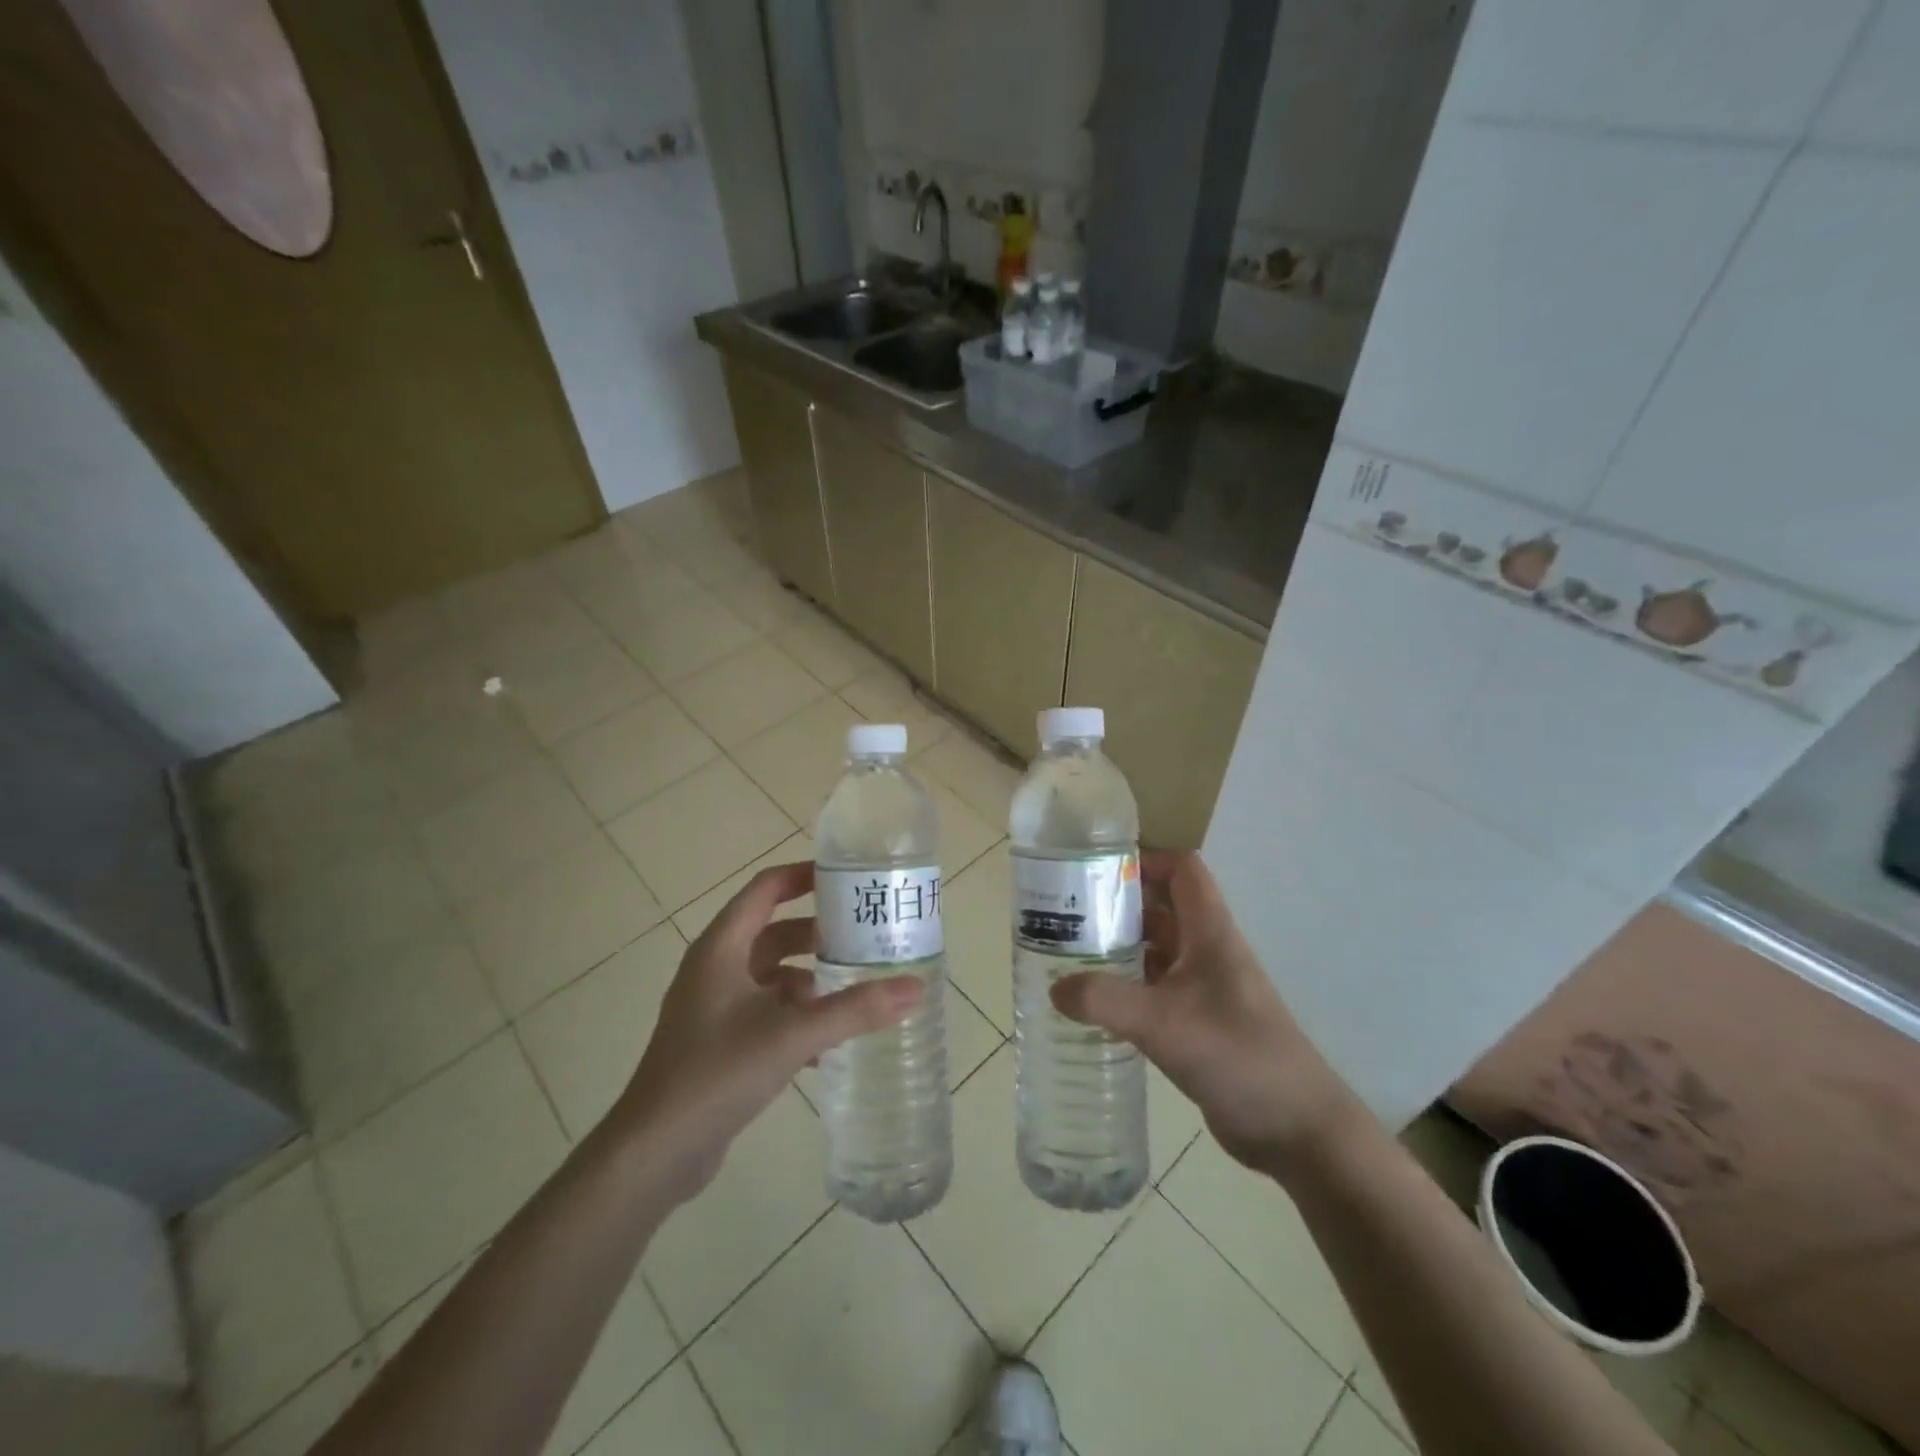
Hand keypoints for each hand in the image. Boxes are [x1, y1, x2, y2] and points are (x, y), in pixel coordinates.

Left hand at [607, 862, 922, 1199]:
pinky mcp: (719, 1041)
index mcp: (722, 947)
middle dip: (819, 933)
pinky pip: (767, 1011)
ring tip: (857, 988)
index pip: (766, 889)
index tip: (847, 878)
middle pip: (774, 932)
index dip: (804, 876)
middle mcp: (716, 967)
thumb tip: (915, 988)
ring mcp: (714, 1006)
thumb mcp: (793, 1034)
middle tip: (866, 936)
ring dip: (811, 978)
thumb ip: (855, 1010)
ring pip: (773, 975)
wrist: (655, 1151)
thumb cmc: (717, 1073)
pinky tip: (830, 1041)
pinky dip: (797, 1015)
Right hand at [1051, 850, 1362, 1175]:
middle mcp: (1207, 951)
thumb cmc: (1237, 1056)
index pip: (1181, 870)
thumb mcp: (1164, 1023)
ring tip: (1070, 952)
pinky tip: (1095, 1002)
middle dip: (1118, 903)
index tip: (1097, 868)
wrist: (1296, 1129)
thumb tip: (1055, 988)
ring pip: (1157, 948)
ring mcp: (1205, 988)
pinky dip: (1127, 986)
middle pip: (1162, 907)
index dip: (1145, 858)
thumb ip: (1105, 1001)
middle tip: (1068, 911)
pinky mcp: (1199, 1023)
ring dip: (1120, 945)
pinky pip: (1156, 988)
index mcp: (1209, 933)